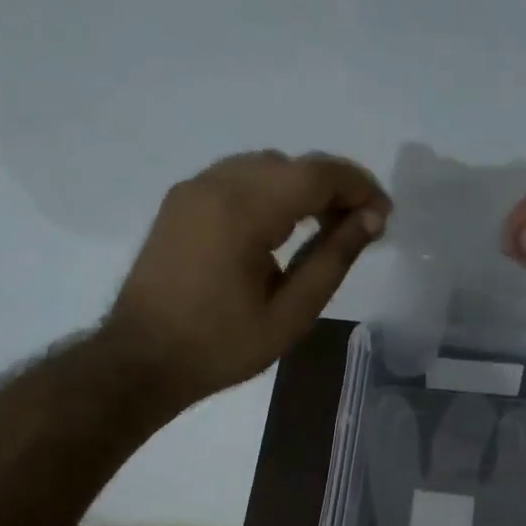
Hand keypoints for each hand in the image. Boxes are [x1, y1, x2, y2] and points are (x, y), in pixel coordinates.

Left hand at [112, 150, 389, 405]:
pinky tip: (281, 229)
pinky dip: (270, 192)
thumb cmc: (220, 347)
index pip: (316, 174)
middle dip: (333, 187)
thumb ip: (332, 260)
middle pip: (291, 165)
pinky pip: (237, 179)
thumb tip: (371, 220)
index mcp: (242, 211)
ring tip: (326, 228)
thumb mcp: (289, 314)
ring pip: (264, 168)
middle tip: (360, 227)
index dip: (358, 187)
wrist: (140, 360)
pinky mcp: (180, 203)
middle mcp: (215, 185)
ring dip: (301, 188)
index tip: (384, 215)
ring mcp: (192, 190)